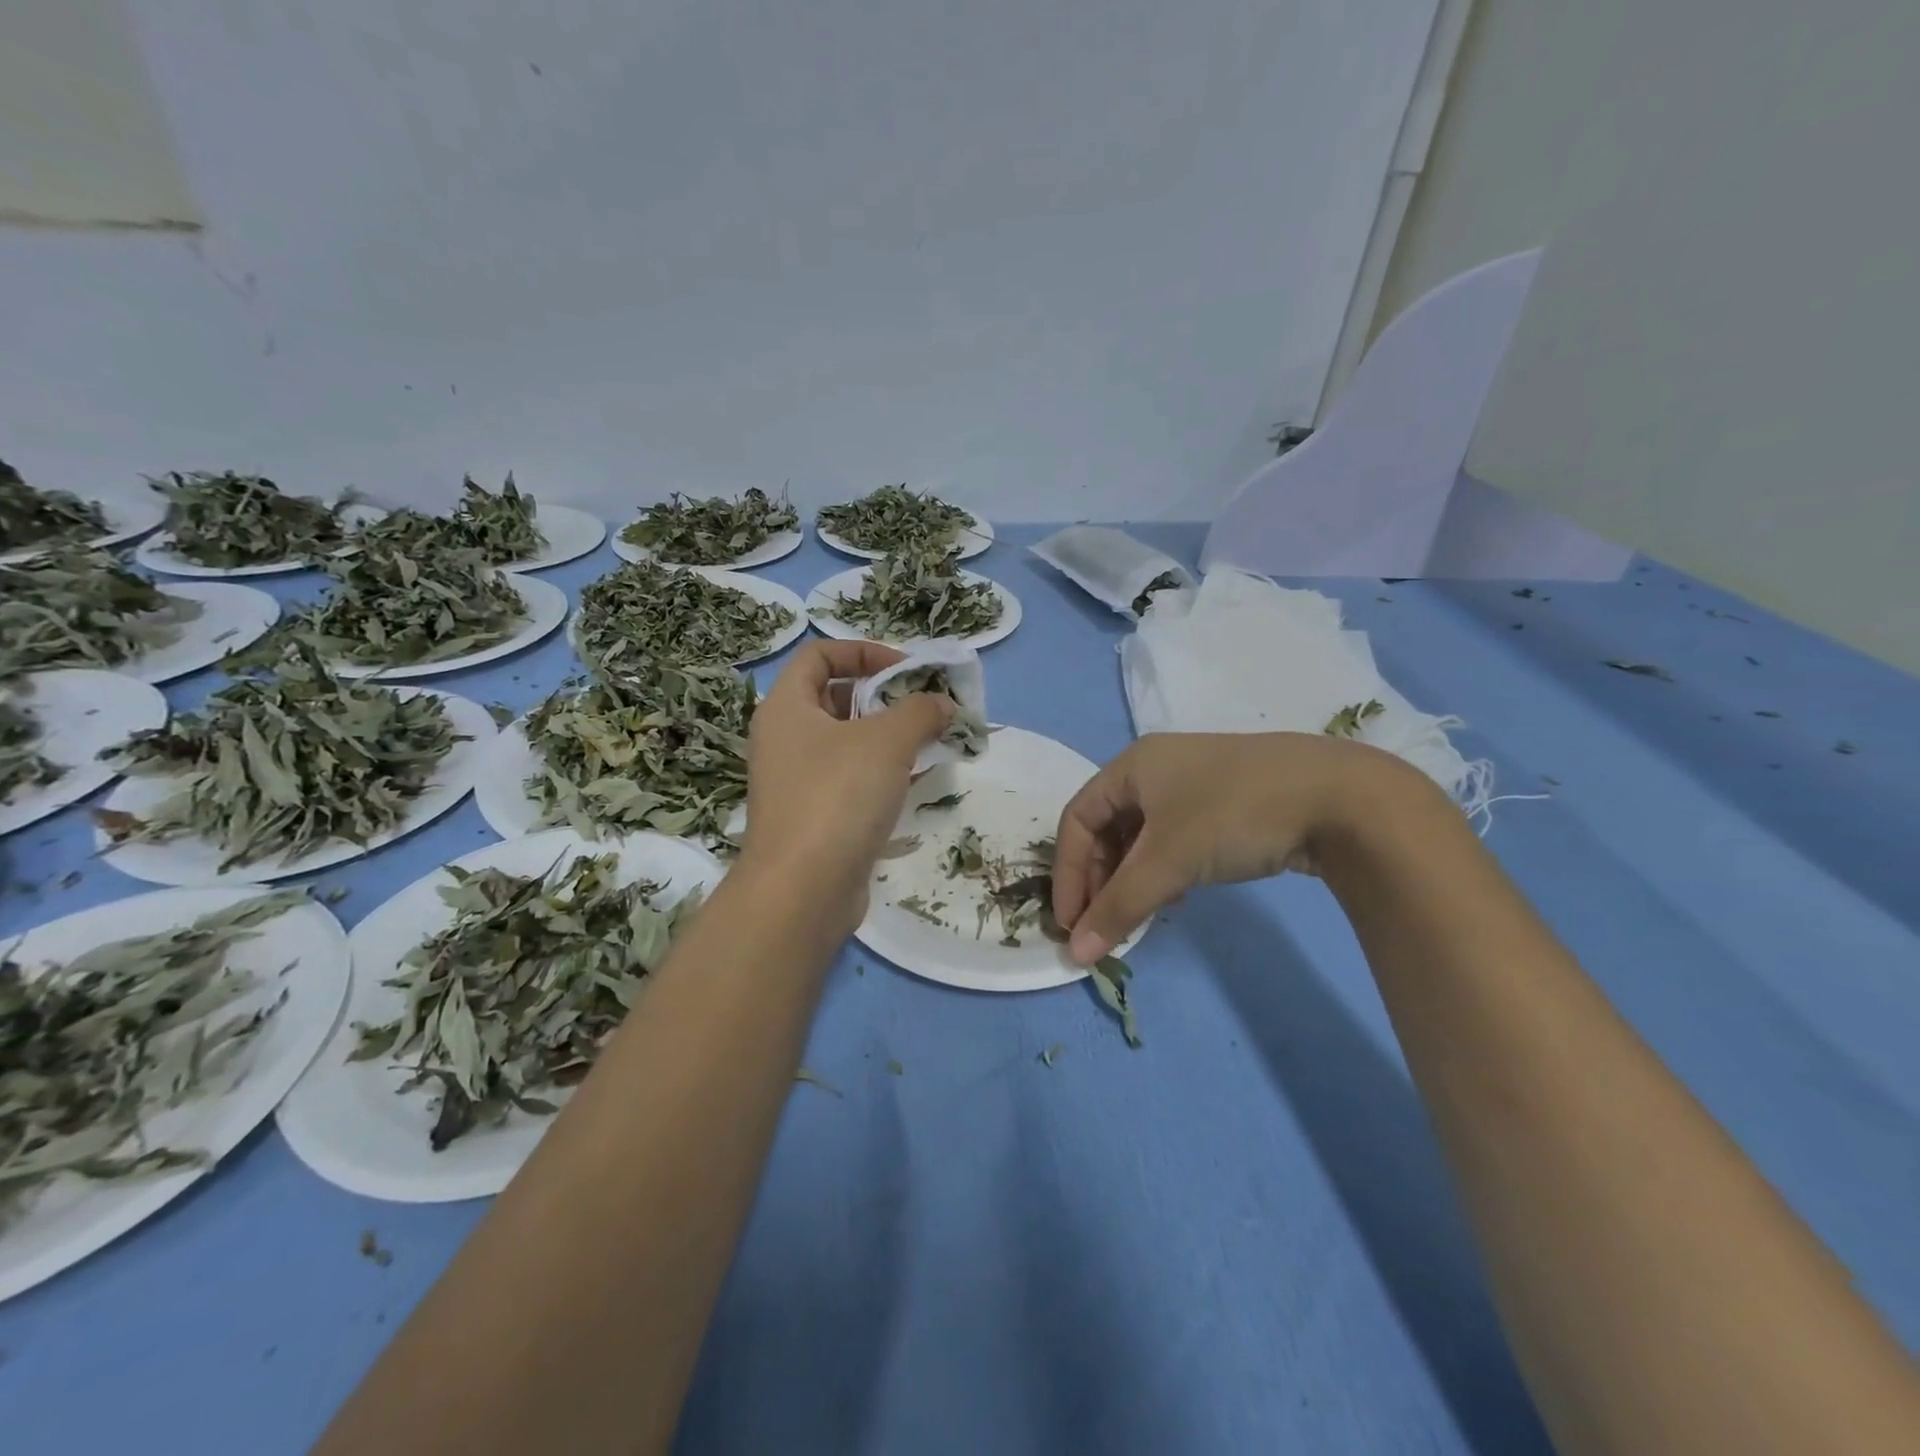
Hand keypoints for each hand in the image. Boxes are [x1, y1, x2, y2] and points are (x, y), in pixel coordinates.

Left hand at [741, 640, 953, 933]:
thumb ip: (920, 711)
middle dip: (884, 697)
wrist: (802, 891)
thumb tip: (943, 703)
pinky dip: (882, 775)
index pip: (819, 655)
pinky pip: (851, 781)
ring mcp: (797, 782)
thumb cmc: (838, 797)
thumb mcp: (887, 741)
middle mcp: (784, 739)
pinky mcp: (814, 818)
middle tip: (925, 707)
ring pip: (847, 744)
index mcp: (786, 707)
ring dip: (889, 738)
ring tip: (931, 742)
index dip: (864, 651)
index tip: (907, 669)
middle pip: (835, 698)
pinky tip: (917, 783)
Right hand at [1051, 732, 1434, 962]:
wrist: (1341, 797)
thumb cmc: (1234, 815)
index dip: (1066, 873)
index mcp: (1133, 766)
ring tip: (1137, 916)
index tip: (1070, 924)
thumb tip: (1077, 955)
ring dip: (1131, 879)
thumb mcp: (1168, 861)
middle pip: (1107, 828)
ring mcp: (1194, 784)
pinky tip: (1178, 897)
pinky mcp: (1226, 803)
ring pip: (1142, 837)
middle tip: (1103, 926)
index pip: (1077, 820)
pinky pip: (1174, 839)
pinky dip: (1164, 871)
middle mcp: (1157, 769)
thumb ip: (1119, 907)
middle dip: (1099, 880)